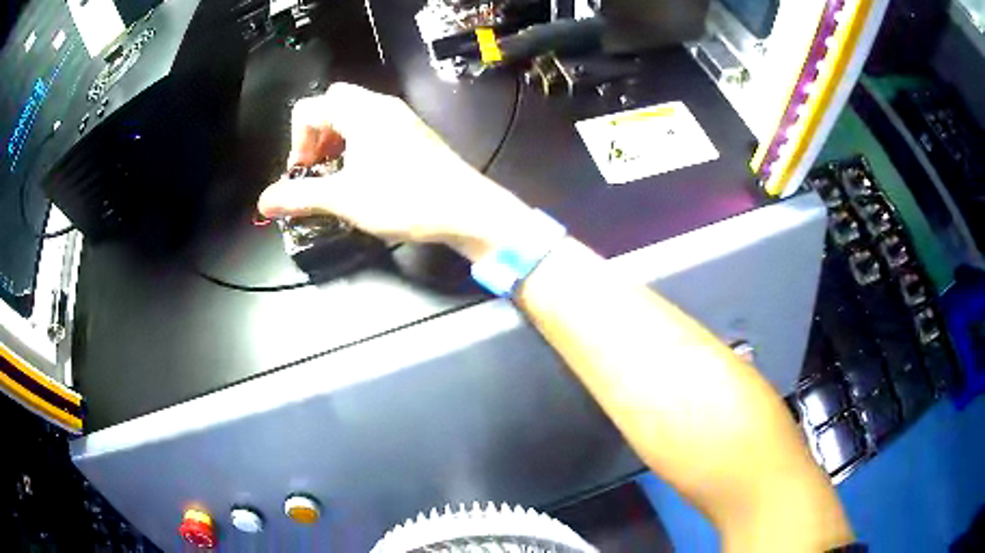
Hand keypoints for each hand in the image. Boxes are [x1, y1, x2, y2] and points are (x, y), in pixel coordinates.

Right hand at [258, 83, 528, 260]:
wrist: (465, 209)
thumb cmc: (403, 199)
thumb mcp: (344, 198)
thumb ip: (300, 195)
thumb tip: (264, 201)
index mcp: (360, 112)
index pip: (310, 108)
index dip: (296, 141)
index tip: (301, 173)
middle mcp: (381, 106)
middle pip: (332, 104)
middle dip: (315, 134)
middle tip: (316, 167)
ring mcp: (401, 118)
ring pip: (354, 115)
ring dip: (335, 140)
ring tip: (336, 174)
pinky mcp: (414, 134)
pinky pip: (375, 127)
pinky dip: (357, 144)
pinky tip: (363, 175)